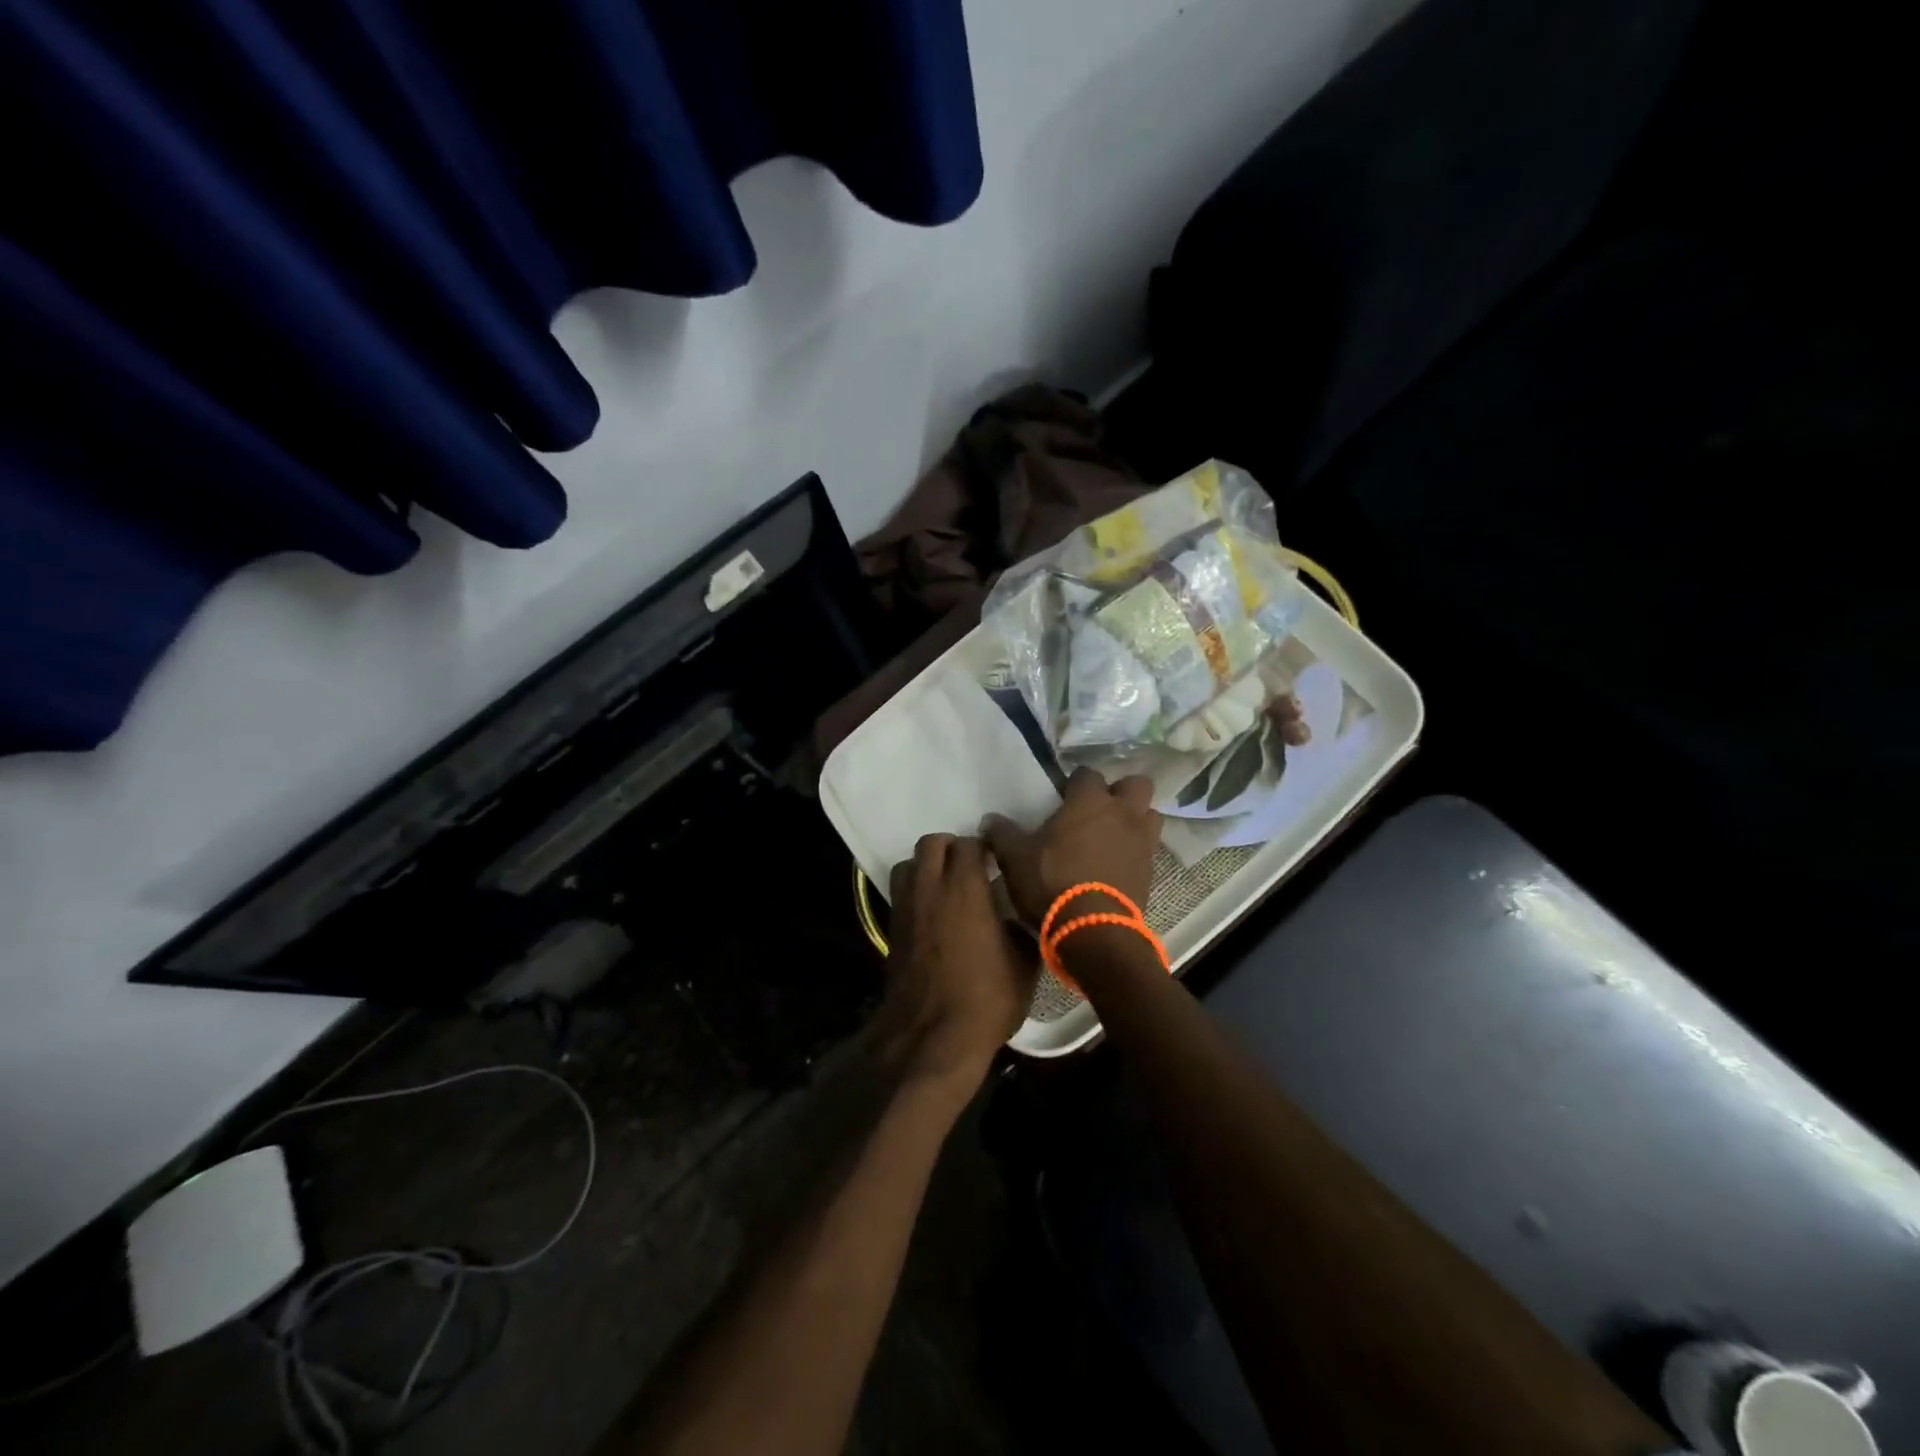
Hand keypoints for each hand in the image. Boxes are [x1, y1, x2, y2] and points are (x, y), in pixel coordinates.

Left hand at [878, 834, 1039, 1088]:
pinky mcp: (891, 929)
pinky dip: (915, 892)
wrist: (932, 1036)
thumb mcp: (1024, 964)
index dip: (984, 848)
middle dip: (951, 847)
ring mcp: (906, 907)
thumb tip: (1015, 919)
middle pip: (931, 843)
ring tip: (946, 886)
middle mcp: (930, 888)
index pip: (970, 844)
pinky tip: (933, 914)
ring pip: (908, 865)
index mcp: (965, 888)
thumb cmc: (986, 998)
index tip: (997, 861)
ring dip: (926, 867)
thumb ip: (1020, 928)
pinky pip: (900, 894)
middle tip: (970, 867)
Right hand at [983, 767, 1160, 928]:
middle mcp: (1122, 814)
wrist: (1094, 930)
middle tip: (1098, 809)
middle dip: (1120, 792)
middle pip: (1136, 784)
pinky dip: (1136, 851)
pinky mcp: (1151, 871)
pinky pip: (1148, 849)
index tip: (1063, 796)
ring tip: (1113, 835)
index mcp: (1089, 801)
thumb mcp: (1015, 858)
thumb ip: (1002, 834)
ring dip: (1135, 820)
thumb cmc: (1052, 883)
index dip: (1075, 782)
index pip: (1087, 774)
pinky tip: (1117, 864)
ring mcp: (1142, 842)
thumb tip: (989, 820)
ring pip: (1149, 815)